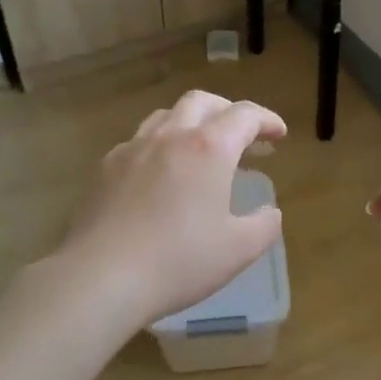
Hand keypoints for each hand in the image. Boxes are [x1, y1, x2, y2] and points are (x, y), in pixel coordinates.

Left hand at [54, 90, 286, 332]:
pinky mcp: (105, 168)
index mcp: (208, 148)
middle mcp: (170, 136)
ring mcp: (132, 149)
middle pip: (202, 102)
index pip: (244, 115)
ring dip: (192, 123)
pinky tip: (161, 174)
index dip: (266, 120)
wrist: (102, 277)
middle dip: (228, 111)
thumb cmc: (179, 261)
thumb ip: (264, 225)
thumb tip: (270, 212)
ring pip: (166, 116)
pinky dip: (160, 145)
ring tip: (202, 149)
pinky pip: (139, 141)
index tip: (278, 135)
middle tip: (243, 136)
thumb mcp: (238, 250)